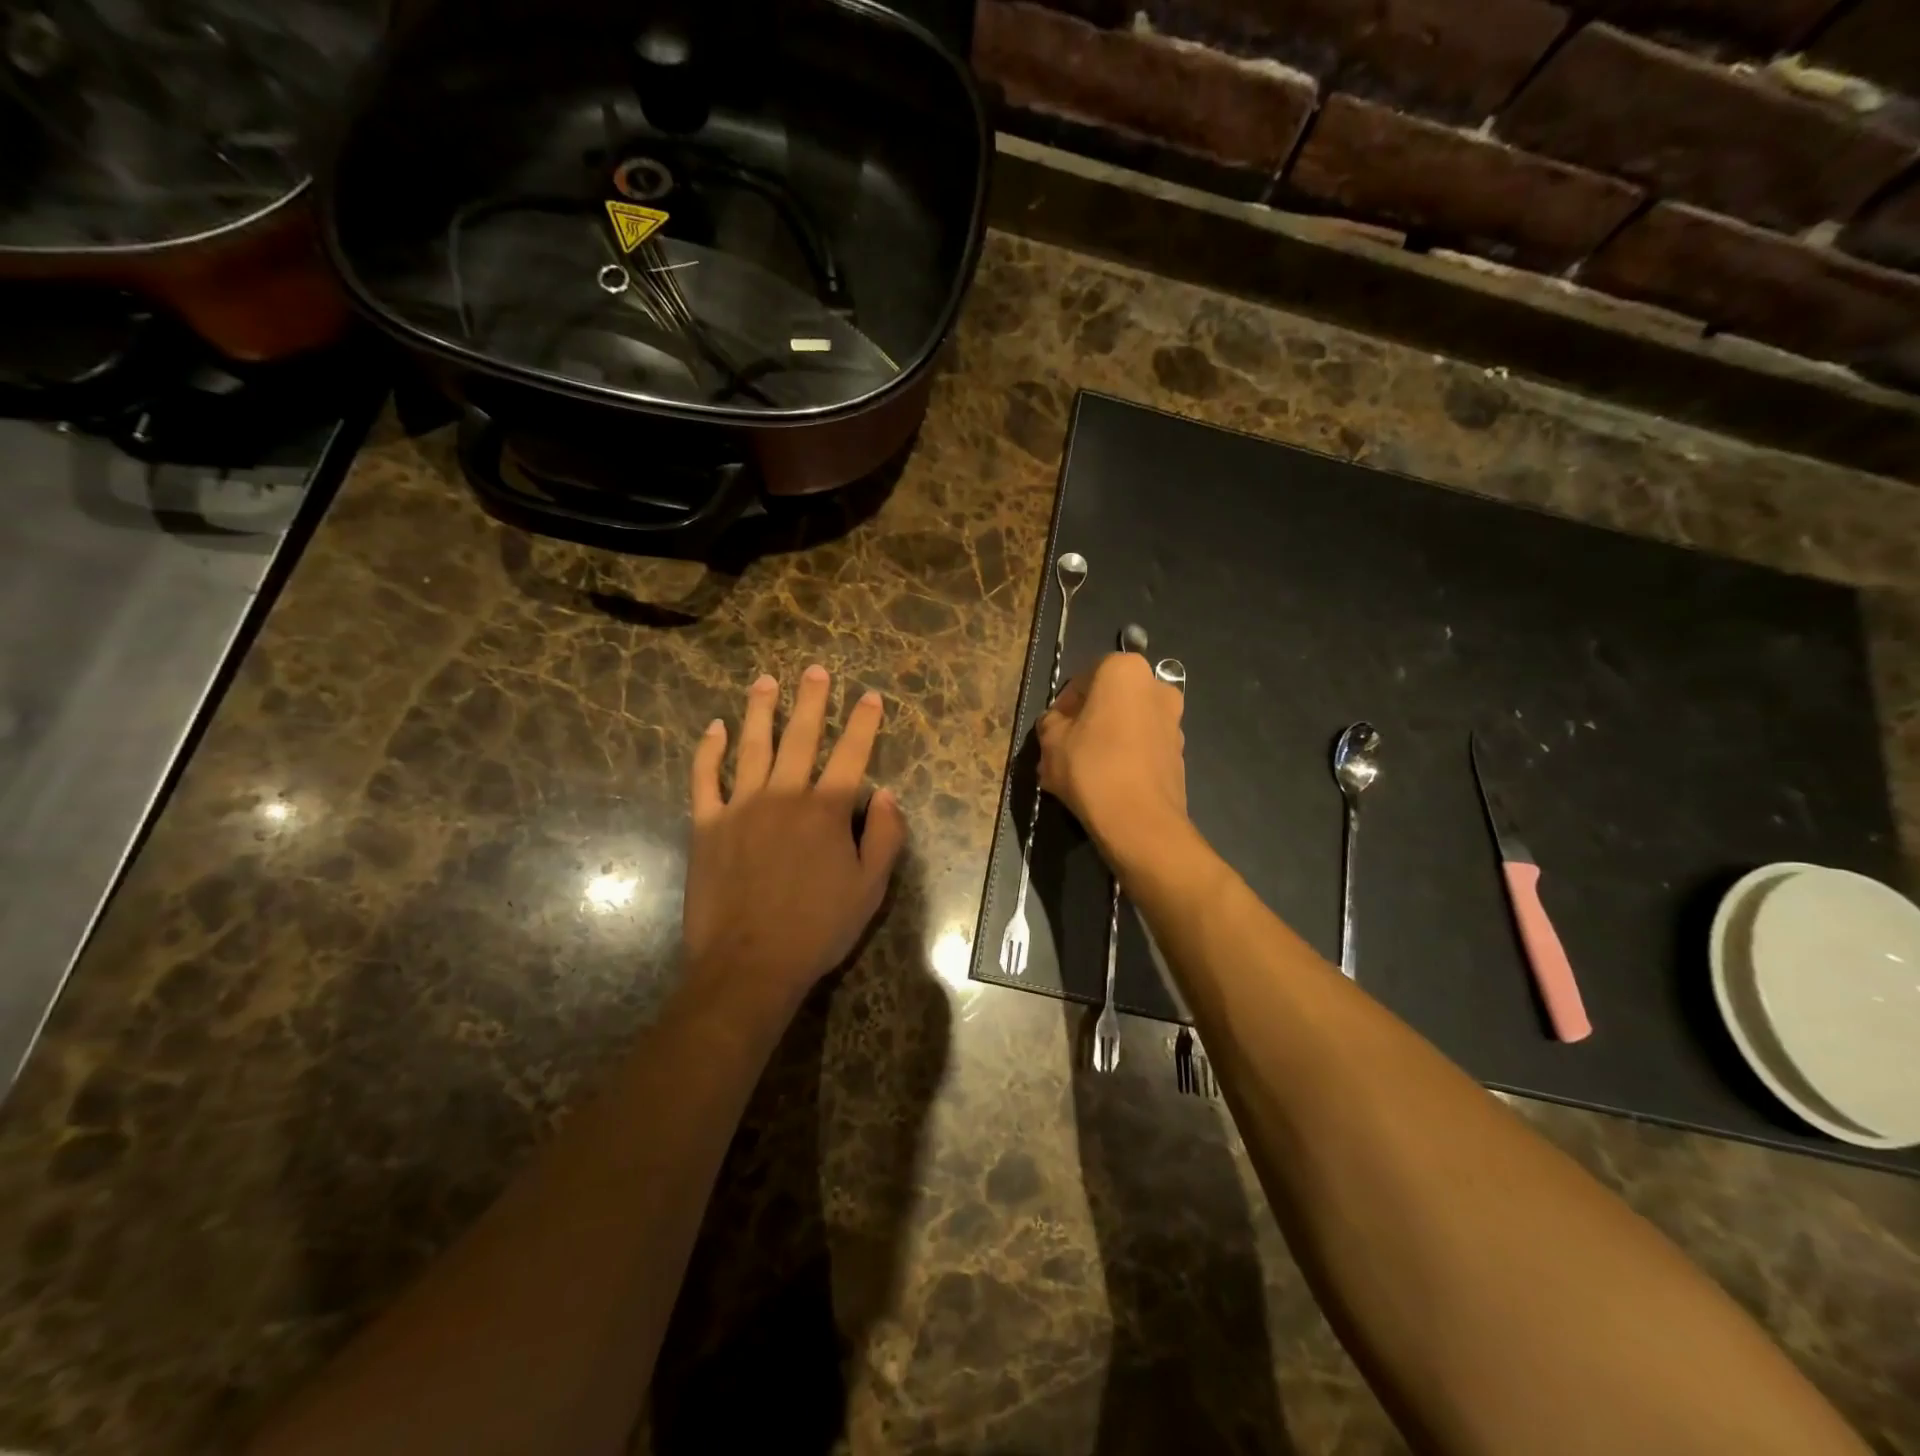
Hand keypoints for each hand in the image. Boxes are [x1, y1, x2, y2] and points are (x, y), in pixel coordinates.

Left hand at [682, 667, 906, 1011]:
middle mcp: (784, 796)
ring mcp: (740, 806)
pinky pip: (704, 778)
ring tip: (765, 681)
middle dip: (810, 700)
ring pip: (752, 746)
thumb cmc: (817, 928)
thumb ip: (885, 837)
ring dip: (760, 710)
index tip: (869, 695)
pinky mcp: (706, 825)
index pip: (851, 754)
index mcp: (827, 810)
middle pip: (800, 737)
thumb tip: (888, 794)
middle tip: (813, 669)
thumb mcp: (870, 888)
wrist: (750, 963)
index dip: (863, 722)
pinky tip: (715, 728)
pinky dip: (709, 750)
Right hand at [1037, 652, 1187, 862]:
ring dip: (1106, 740)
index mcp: (1125, 671)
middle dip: (1087, 722)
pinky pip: (1142, 747)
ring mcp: (1174, 721)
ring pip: (1127, 724)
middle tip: (1065, 750)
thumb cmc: (1090, 767)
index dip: (1064, 705)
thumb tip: (1056, 723)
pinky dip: (1124, 758)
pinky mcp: (1179, 753)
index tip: (1052, 730)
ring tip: (1082, 771)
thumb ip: (1051, 722)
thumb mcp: (1051, 741)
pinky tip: (1104, 784)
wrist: (1139, 821)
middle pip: (1110, 700)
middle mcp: (1157, 687)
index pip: (1084, 678)